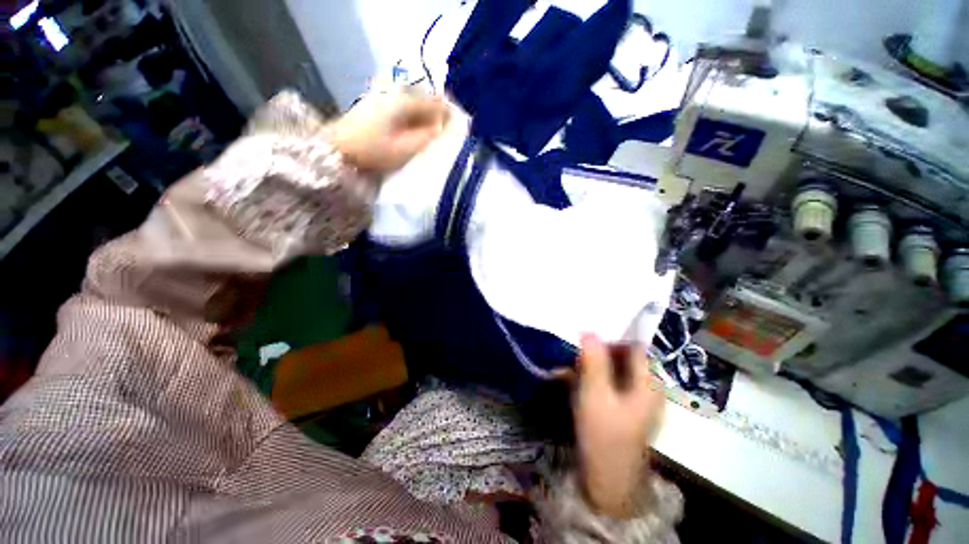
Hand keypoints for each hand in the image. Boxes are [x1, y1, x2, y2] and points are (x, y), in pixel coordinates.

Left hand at [329, 89, 450, 173]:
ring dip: (427, 116)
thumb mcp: (404, 148)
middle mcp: (394, 94)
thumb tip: (445, 128)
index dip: (449, 113)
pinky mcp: (377, 106)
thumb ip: (427, 137)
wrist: (337, 149)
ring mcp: (384, 98)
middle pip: (425, 99)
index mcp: (403, 102)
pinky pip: (404, 108)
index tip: (460, 127)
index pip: (435, 102)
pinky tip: (417, 132)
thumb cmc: (372, 151)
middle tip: (449, 132)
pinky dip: (415, 118)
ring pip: (415, 103)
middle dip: (439, 114)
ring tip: (436, 134)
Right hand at [573, 334, 664, 518]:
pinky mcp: (624, 407)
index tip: (587, 331)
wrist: (608, 482)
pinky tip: (573, 378)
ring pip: (613, 369)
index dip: (611, 336)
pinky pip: (609, 382)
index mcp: (649, 383)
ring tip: (569, 363)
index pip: (633, 346)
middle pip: (623, 357)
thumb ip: (594, 361)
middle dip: (597, 350)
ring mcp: (636, 399)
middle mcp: (646, 387)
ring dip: (591, 363)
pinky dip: (592, 377)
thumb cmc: (604, 436)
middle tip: (574, 348)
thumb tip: (588, 331)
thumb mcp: (596, 395)